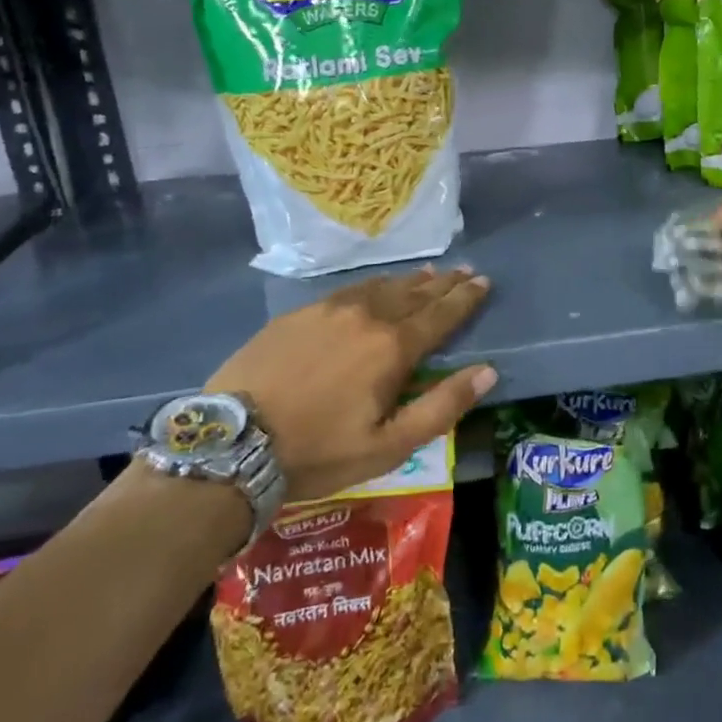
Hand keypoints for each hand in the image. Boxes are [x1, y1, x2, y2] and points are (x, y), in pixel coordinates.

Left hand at [206, 266, 495, 502]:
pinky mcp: (298, 314)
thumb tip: (488, 372)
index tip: (484, 281)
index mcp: (393, 347)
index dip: (465, 298)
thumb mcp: (389, 445)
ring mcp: (329, 310)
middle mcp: (367, 316)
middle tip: (465, 270)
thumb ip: (442, 406)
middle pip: (414, 293)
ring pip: (382, 287)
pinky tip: (375, 286)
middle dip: (444, 283)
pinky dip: (373, 285)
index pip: (440, 314)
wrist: (233, 443)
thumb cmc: (319, 451)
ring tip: (429, 272)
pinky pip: (349, 289)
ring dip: (410, 280)